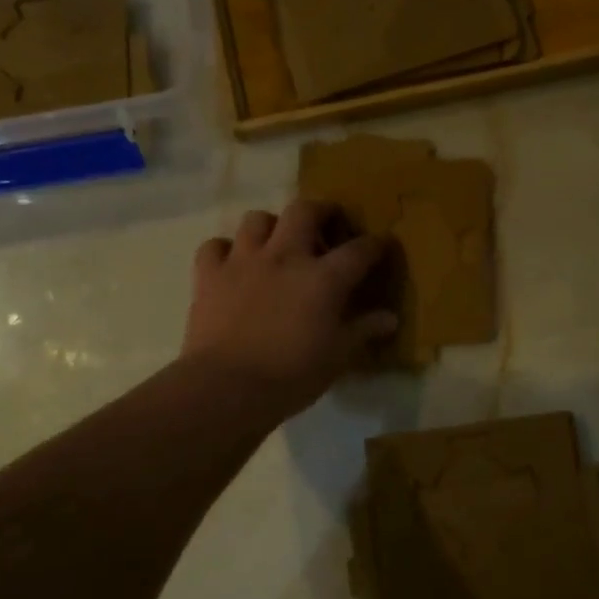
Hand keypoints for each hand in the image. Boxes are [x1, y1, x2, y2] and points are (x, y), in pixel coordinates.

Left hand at [181, 201, 398, 419]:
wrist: (227, 387)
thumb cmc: (292, 375)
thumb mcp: (337, 357)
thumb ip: (363, 331)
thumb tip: (390, 318)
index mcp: (323, 278)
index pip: (358, 250)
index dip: (374, 245)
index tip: (381, 246)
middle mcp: (284, 257)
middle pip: (304, 211)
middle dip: (320, 211)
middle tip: (325, 225)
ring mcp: (243, 261)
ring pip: (256, 219)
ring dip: (270, 226)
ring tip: (276, 243)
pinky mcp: (209, 275)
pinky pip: (214, 246)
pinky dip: (224, 250)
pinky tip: (232, 264)